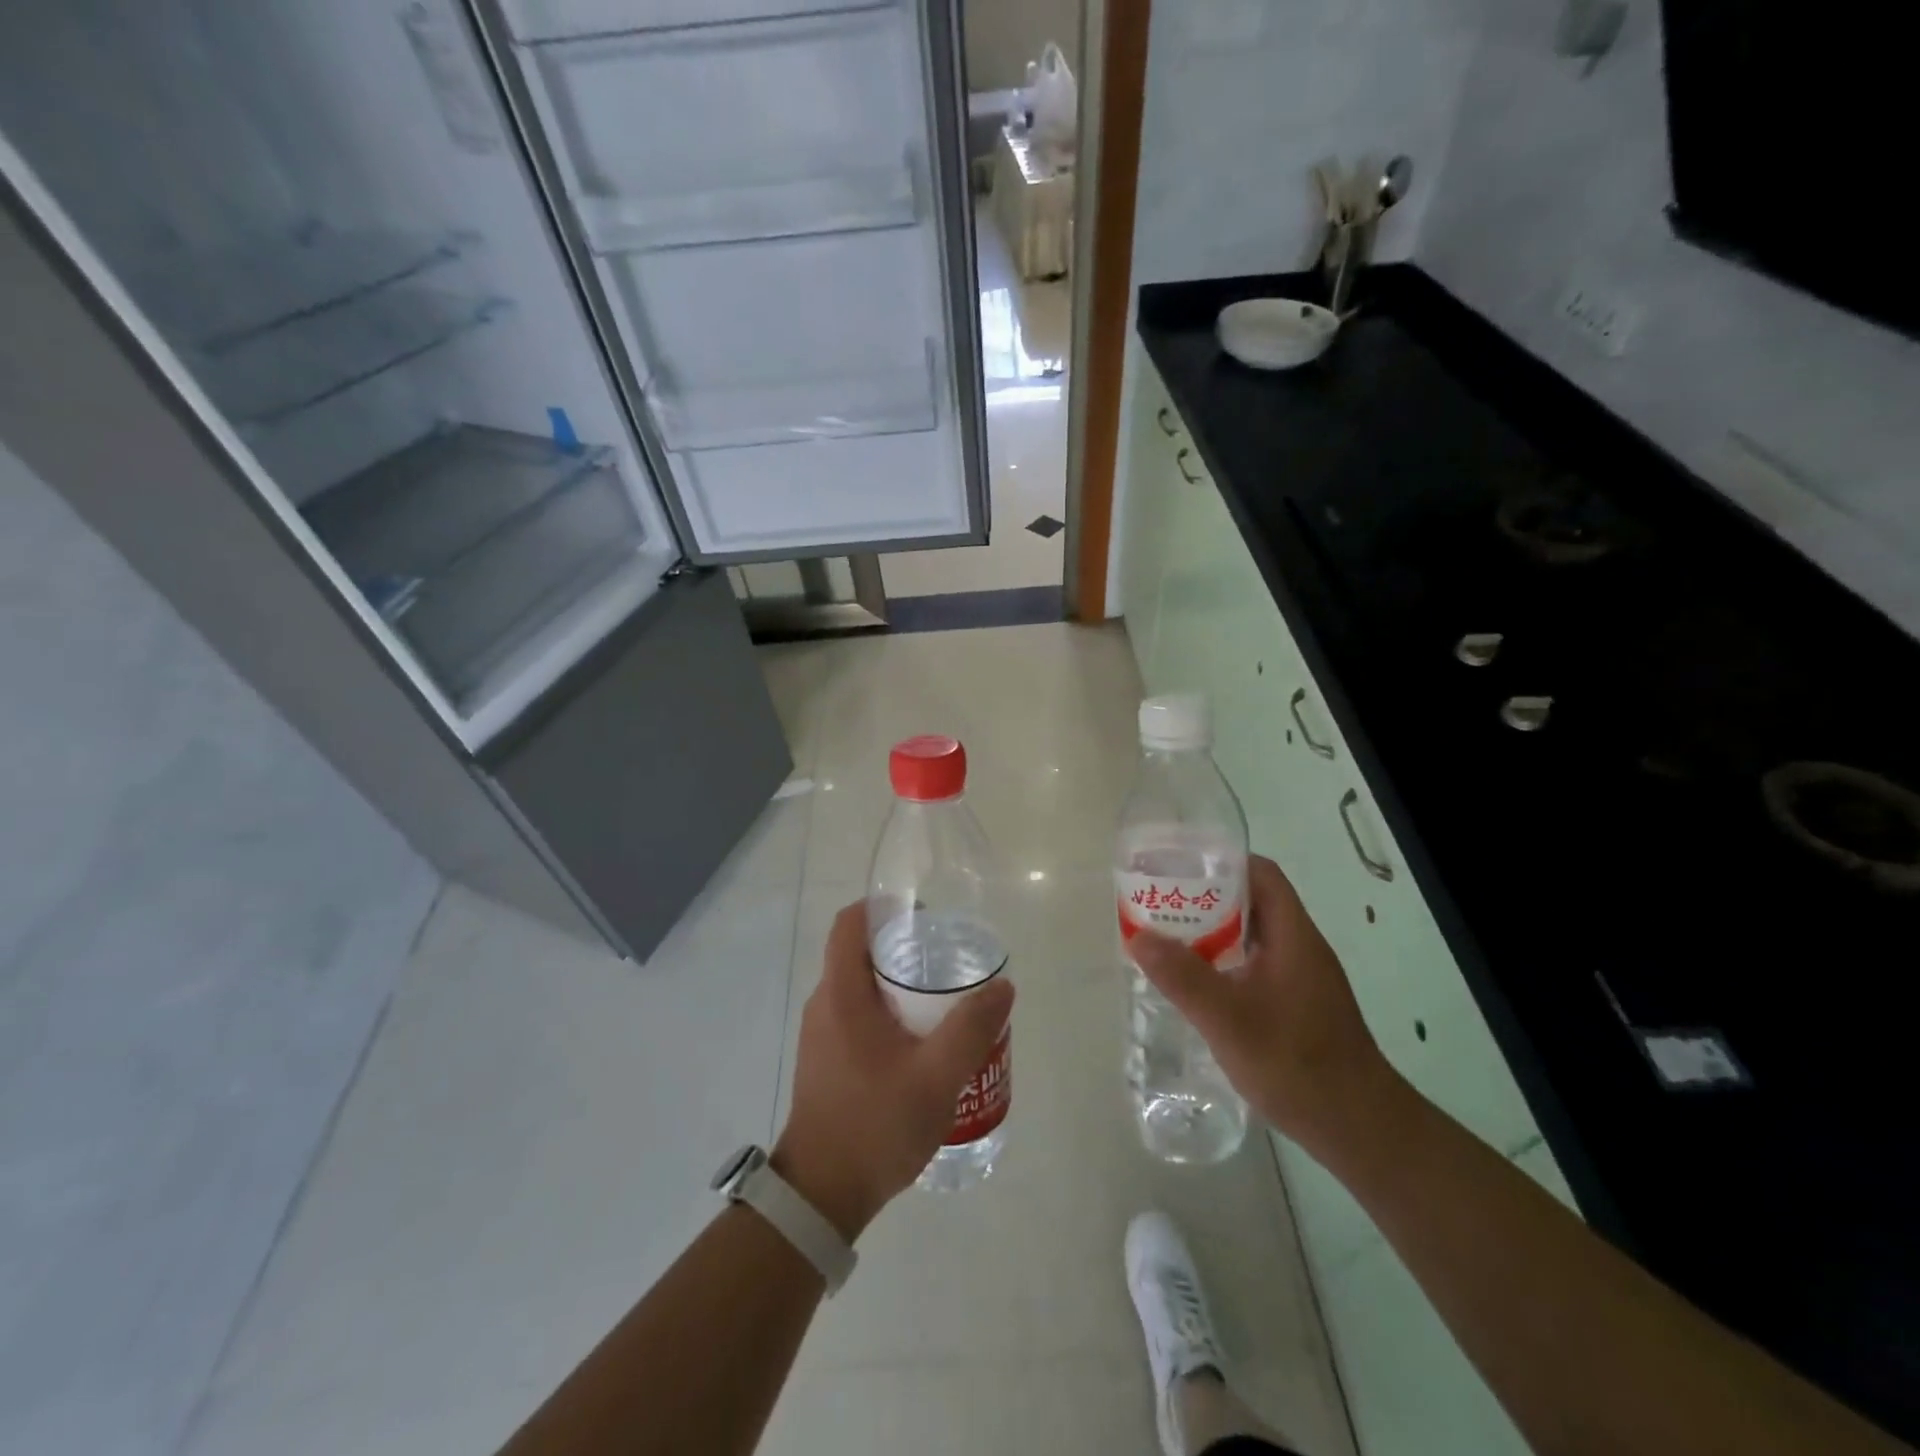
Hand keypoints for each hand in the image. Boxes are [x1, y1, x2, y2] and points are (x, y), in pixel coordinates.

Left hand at [773, 901, 1014, 1240]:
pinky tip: (922, 1042)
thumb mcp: (936, 1077)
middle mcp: (824, 1004)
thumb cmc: (875, 1125)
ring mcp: (821, 1034)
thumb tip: (1002, 986)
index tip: (924, 916)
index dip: (884, 907)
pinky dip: (888, 1012)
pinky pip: (857, 1015)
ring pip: (860, 987)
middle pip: (860, 953)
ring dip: (898, 984)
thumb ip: (971, 1028)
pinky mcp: (825, 1059)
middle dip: (903, 947)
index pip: (851, 922)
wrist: (821, 1196)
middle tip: (947, 960)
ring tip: (943, 1001)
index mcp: (841, 993)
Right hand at [1126, 855, 1398, 1158]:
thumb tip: (1139, 935)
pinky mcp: (1297, 1004)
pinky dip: (1224, 961)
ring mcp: (1301, 978)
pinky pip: (1255, 964)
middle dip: (1206, 896)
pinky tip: (1197, 982)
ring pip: (1252, 935)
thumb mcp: (1229, 1020)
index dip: (1222, 861)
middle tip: (1161, 900)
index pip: (1261, 874)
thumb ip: (1183, 977)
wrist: (1359, 1129)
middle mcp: (1300, 947)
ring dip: (1213, 930)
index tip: (1179, 866)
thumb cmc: (1297, 1064)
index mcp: (1293, 936)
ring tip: (1168, 935)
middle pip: (1253, 901)